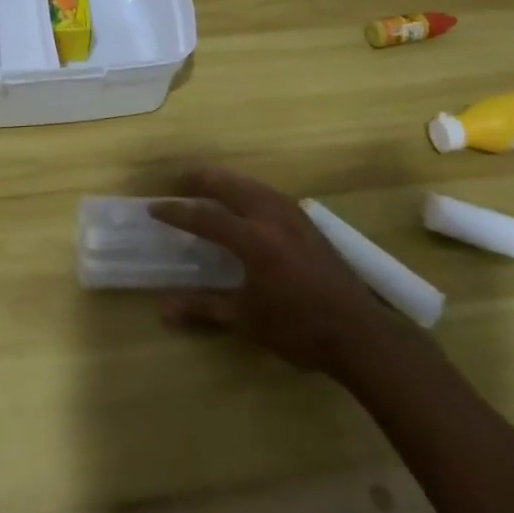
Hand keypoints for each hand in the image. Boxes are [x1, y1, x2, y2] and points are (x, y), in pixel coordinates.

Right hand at [150, 167, 397, 375]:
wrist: (358, 332)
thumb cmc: (298, 329)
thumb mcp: (247, 320)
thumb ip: (204, 308)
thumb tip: (163, 309)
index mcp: (253, 239)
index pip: (205, 217)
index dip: (177, 212)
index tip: (155, 208)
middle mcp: (271, 216)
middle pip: (229, 186)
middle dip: (202, 180)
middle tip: (179, 181)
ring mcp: (293, 215)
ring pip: (252, 185)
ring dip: (226, 181)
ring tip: (208, 184)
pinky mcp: (307, 221)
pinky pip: (269, 193)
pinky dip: (248, 189)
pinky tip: (246, 200)